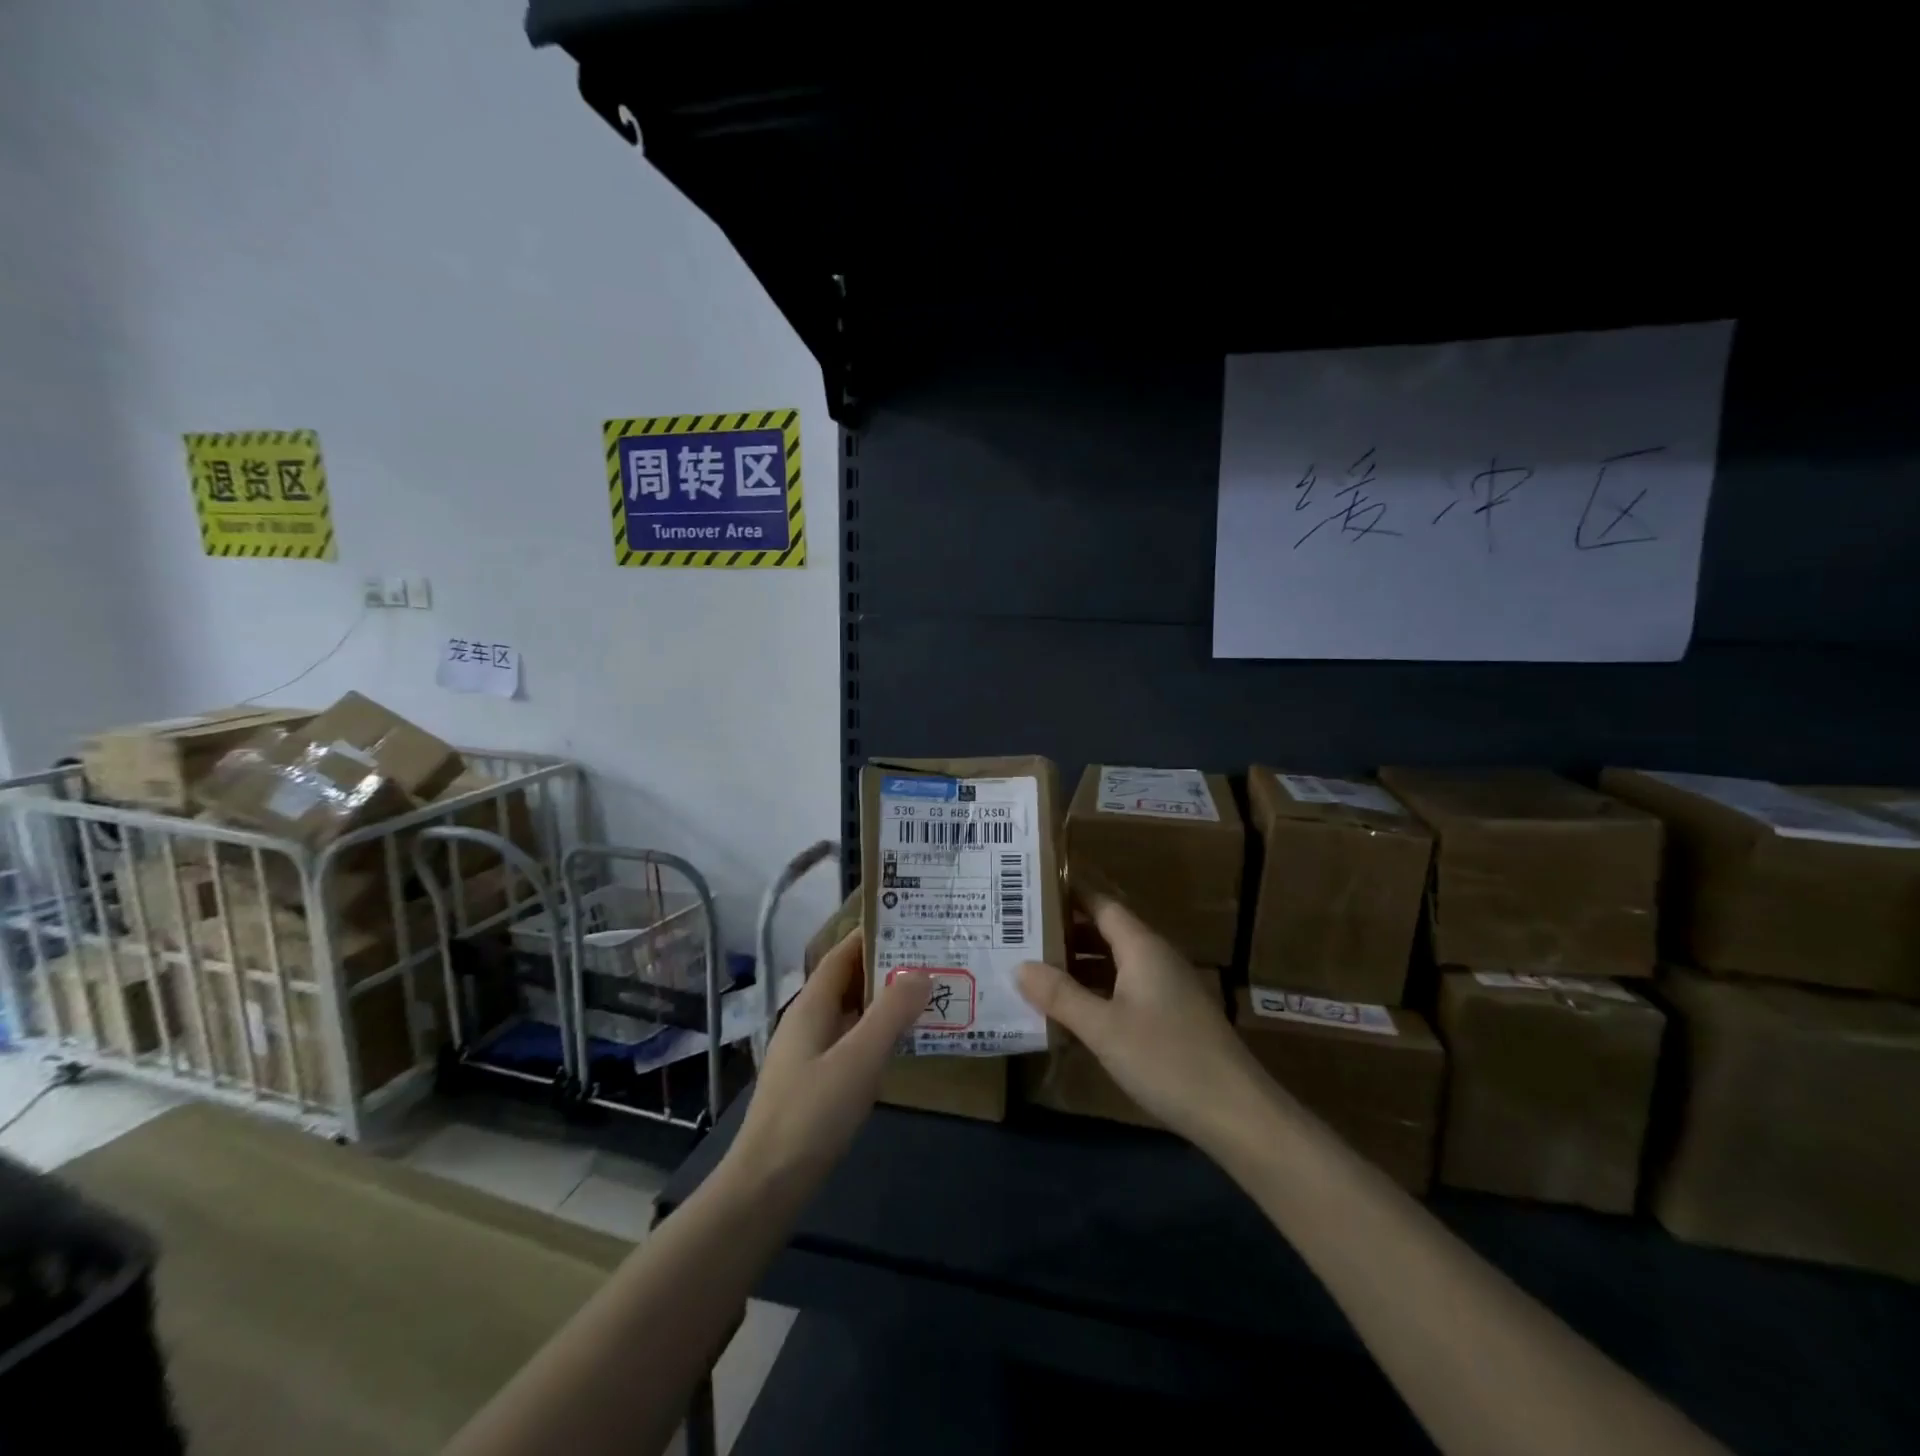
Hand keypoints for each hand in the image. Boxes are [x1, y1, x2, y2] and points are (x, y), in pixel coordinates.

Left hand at [723, 929, 931, 1200]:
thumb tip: (921, 972)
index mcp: (810, 1007)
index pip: (841, 955)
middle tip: (930, 958)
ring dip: (883, 1001)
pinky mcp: (815, 1083)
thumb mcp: (859, 1060)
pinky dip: (876, 1033)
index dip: (870, 936)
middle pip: (847, 981)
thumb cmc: (812, 1114)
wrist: (767, 1186)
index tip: (910, 922)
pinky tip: (902, 1044)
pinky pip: (851, 1041)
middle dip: (884, 967)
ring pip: (851, 1013)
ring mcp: (809, 1054)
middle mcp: (807, 1022)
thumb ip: (891, 1014)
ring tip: (926, 994)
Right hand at [1017, 894, 1269, 1151]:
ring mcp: (1167, 988)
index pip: (1101, 905)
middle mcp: (1156, 958)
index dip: (1068, 896)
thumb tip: (1019, 966)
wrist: (1236, 1113)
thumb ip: (1061, 995)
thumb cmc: (1167, 1059)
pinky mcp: (1172, 1016)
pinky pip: (1126, 987)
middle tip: (1019, 934)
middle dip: (1066, 932)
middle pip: (1107, 932)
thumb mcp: (1104, 1028)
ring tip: (1035, 968)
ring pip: (1115, 963)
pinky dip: (1097, 990)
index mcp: (1143, 947)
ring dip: (1079, 964)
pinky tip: (1072, 1009)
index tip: (1029, 891)